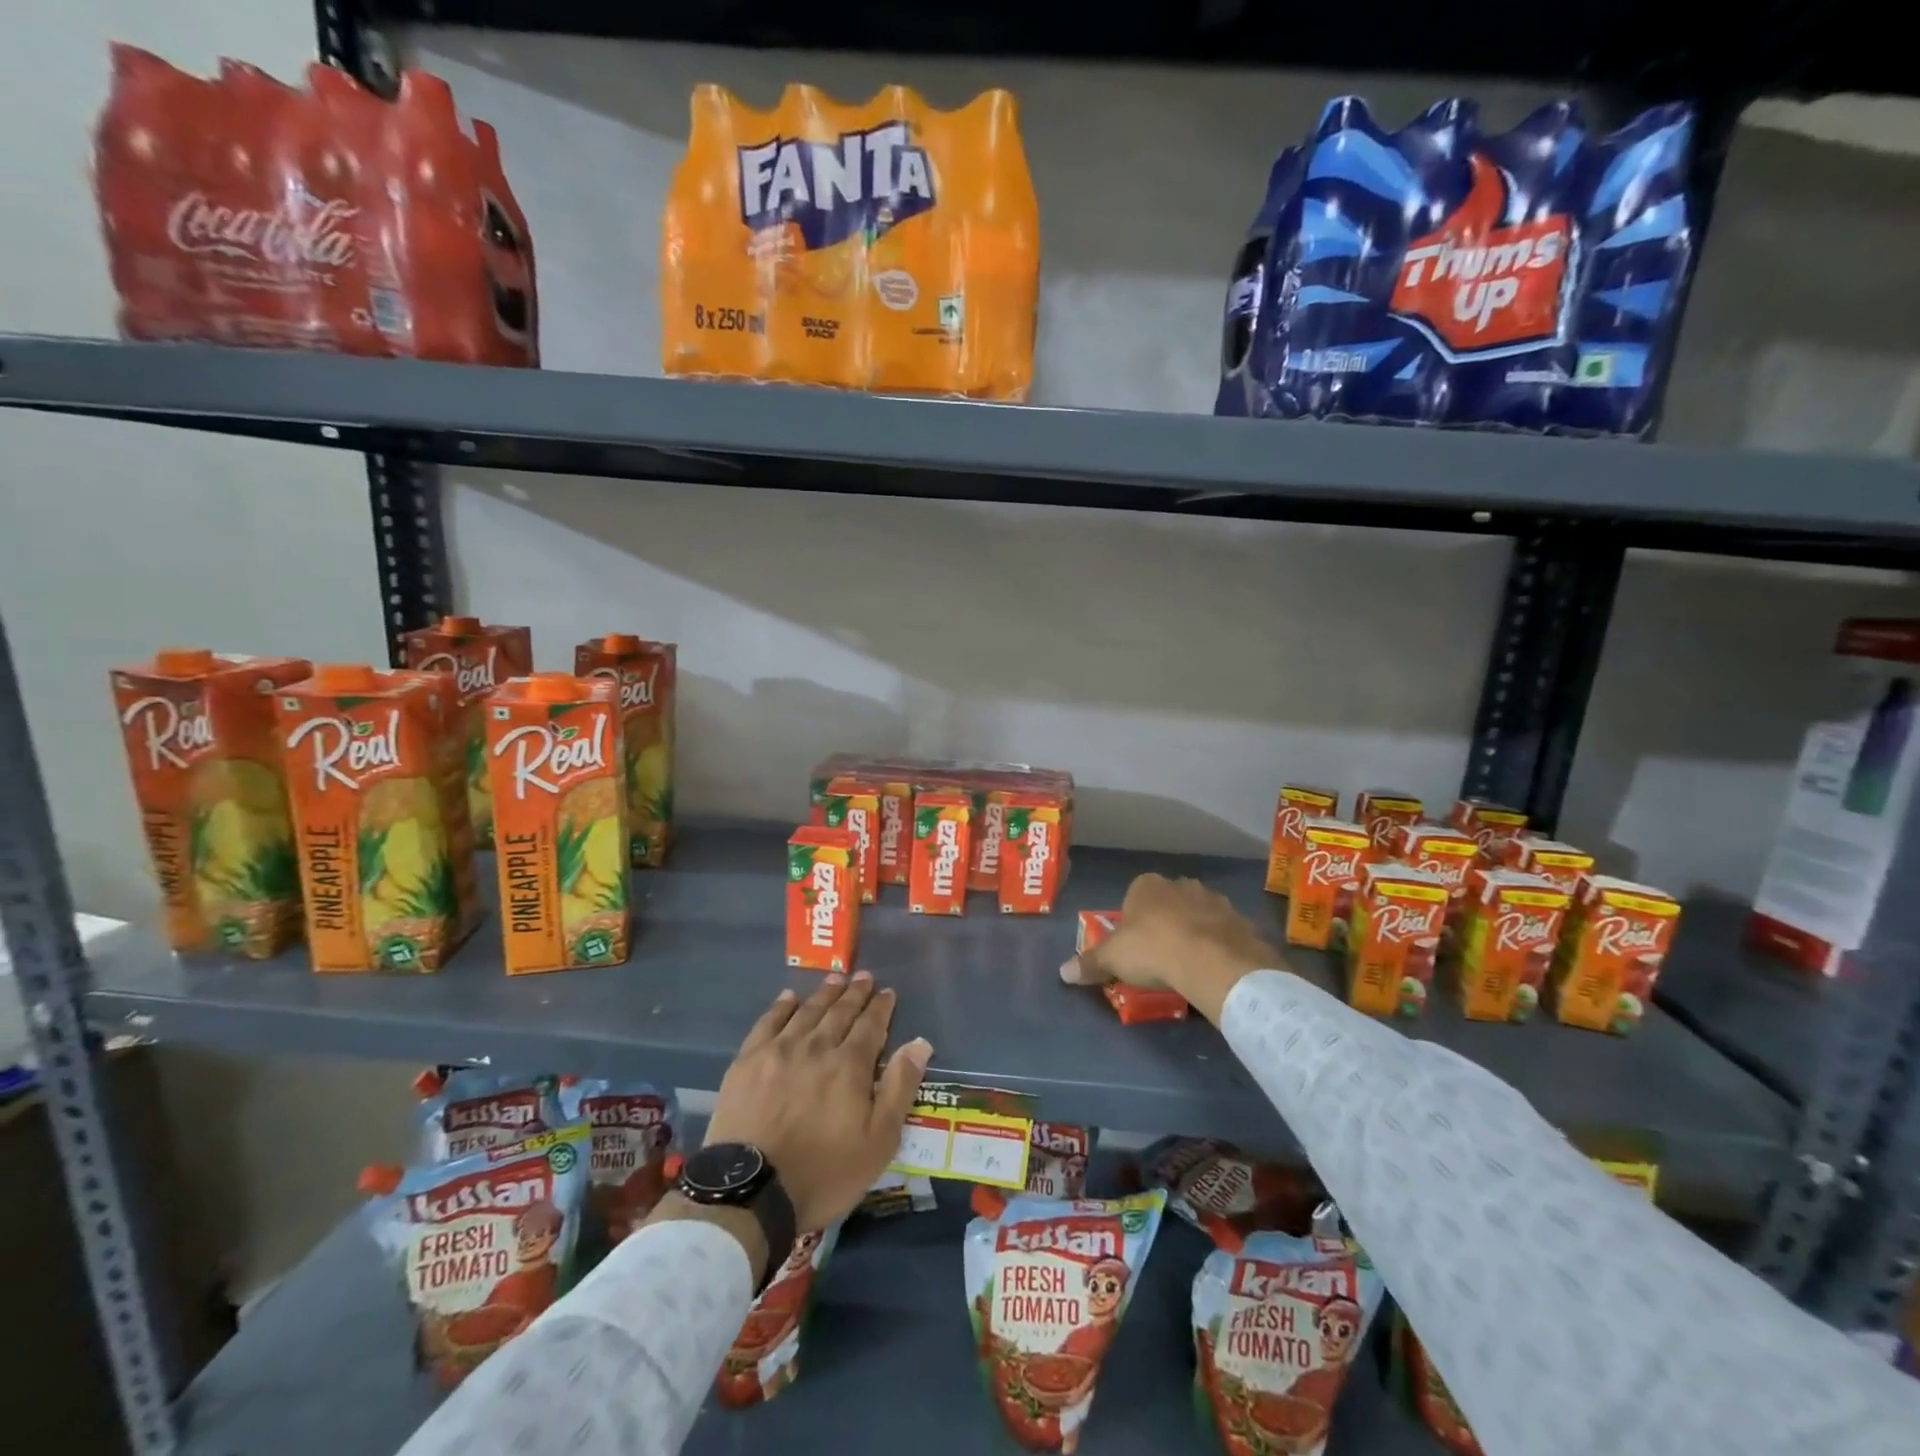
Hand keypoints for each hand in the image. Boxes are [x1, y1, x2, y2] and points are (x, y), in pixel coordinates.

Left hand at [705, 971, 933, 1233]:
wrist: (751, 1192)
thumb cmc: (824, 1173)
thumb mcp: (878, 1141)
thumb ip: (900, 1087)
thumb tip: (920, 1043)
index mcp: (850, 1065)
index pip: (871, 1025)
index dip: (881, 1007)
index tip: (888, 992)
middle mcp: (817, 1046)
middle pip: (840, 1012)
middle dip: (855, 993)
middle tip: (864, 976)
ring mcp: (779, 1050)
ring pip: (808, 1011)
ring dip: (825, 993)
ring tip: (835, 978)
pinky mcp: (748, 1061)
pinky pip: (769, 1022)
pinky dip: (782, 1007)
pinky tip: (789, 997)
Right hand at [1059, 873, 1275, 1023]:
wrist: (1212, 962)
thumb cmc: (1153, 950)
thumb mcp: (1113, 959)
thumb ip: (1090, 963)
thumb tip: (1062, 972)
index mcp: (1147, 885)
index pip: (1134, 897)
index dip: (1132, 922)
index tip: (1133, 947)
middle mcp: (1181, 884)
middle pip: (1168, 904)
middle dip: (1165, 924)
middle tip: (1160, 956)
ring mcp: (1215, 900)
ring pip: (1198, 915)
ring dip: (1194, 933)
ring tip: (1189, 965)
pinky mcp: (1240, 921)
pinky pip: (1224, 933)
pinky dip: (1219, 946)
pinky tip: (1214, 968)